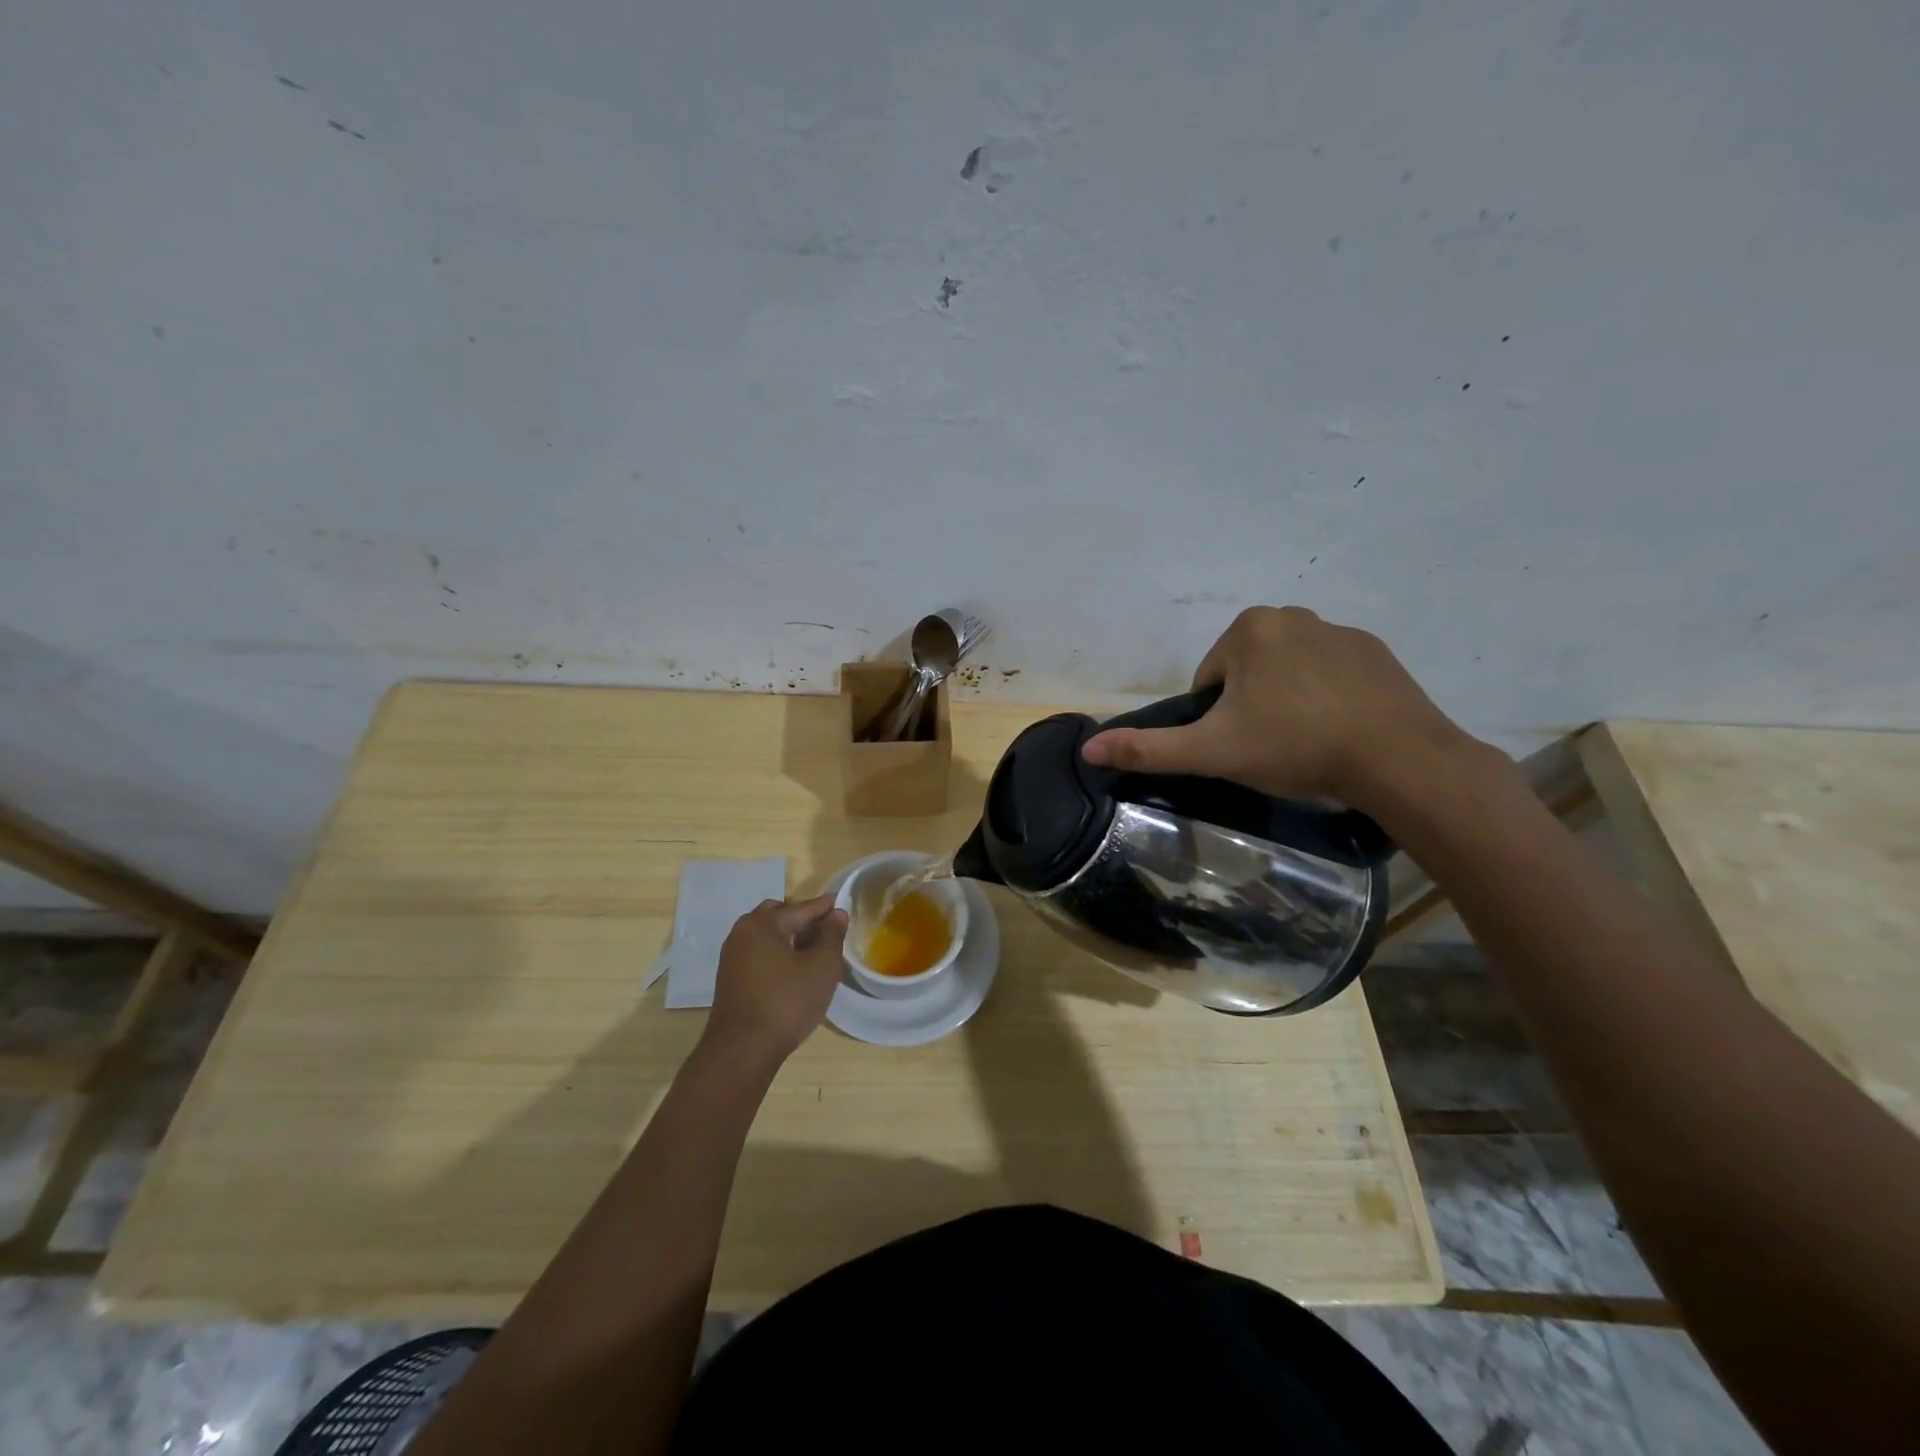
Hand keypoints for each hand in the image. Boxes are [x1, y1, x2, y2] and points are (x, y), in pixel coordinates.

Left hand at [701, 894, 848, 1066]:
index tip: (844, 906)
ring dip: (789, 939)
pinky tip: (793, 974)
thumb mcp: (822, 967)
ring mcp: (732, 957)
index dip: (826, 908)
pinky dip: (777, 955)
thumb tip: (836, 914)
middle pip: (780, 916)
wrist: (742, 1051)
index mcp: (763, 923)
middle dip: (803, 921)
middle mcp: (742, 933)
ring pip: (767, 937)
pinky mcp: (729, 979)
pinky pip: (758, 955)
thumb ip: (831, 936)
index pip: (802, 908)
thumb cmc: (787, 1003)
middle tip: (827, 935)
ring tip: (813, 955)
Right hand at [1081, 605, 1481, 813]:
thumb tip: (1088, 749)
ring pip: (1288, 674)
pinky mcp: (1376, 653)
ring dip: (1286, 704)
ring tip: (1306, 745)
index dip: (1216, 719)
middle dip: (1250, 708)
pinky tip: (1338, 733)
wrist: (1397, 759)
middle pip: (1247, 673)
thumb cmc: (1294, 746)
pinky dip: (1325, 700)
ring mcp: (1340, 631)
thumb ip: (1149, 749)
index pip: (1209, 680)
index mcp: (1249, 629)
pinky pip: (1330, 676)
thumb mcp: (1212, 752)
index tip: (1240, 746)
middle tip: (1270, 750)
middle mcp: (1292, 615)